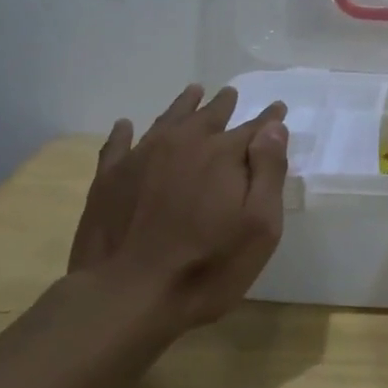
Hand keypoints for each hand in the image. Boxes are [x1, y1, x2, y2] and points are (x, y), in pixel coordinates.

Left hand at [72, 84, 289, 329]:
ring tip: (193, 92)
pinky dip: (124, 132)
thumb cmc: (206, 267)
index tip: (277, 109)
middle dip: (223, 104)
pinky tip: (126, 126)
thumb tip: (274, 128)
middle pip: (208, 116)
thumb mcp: (259, 227)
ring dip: (183, 106)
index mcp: (222, 155)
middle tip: (230, 93)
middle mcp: (183, 144)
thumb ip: (268, 172)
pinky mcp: (109, 178)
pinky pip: (118, 144)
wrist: (126, 295)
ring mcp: (142, 158)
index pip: (254, 129)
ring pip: (167, 120)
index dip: (269, 120)